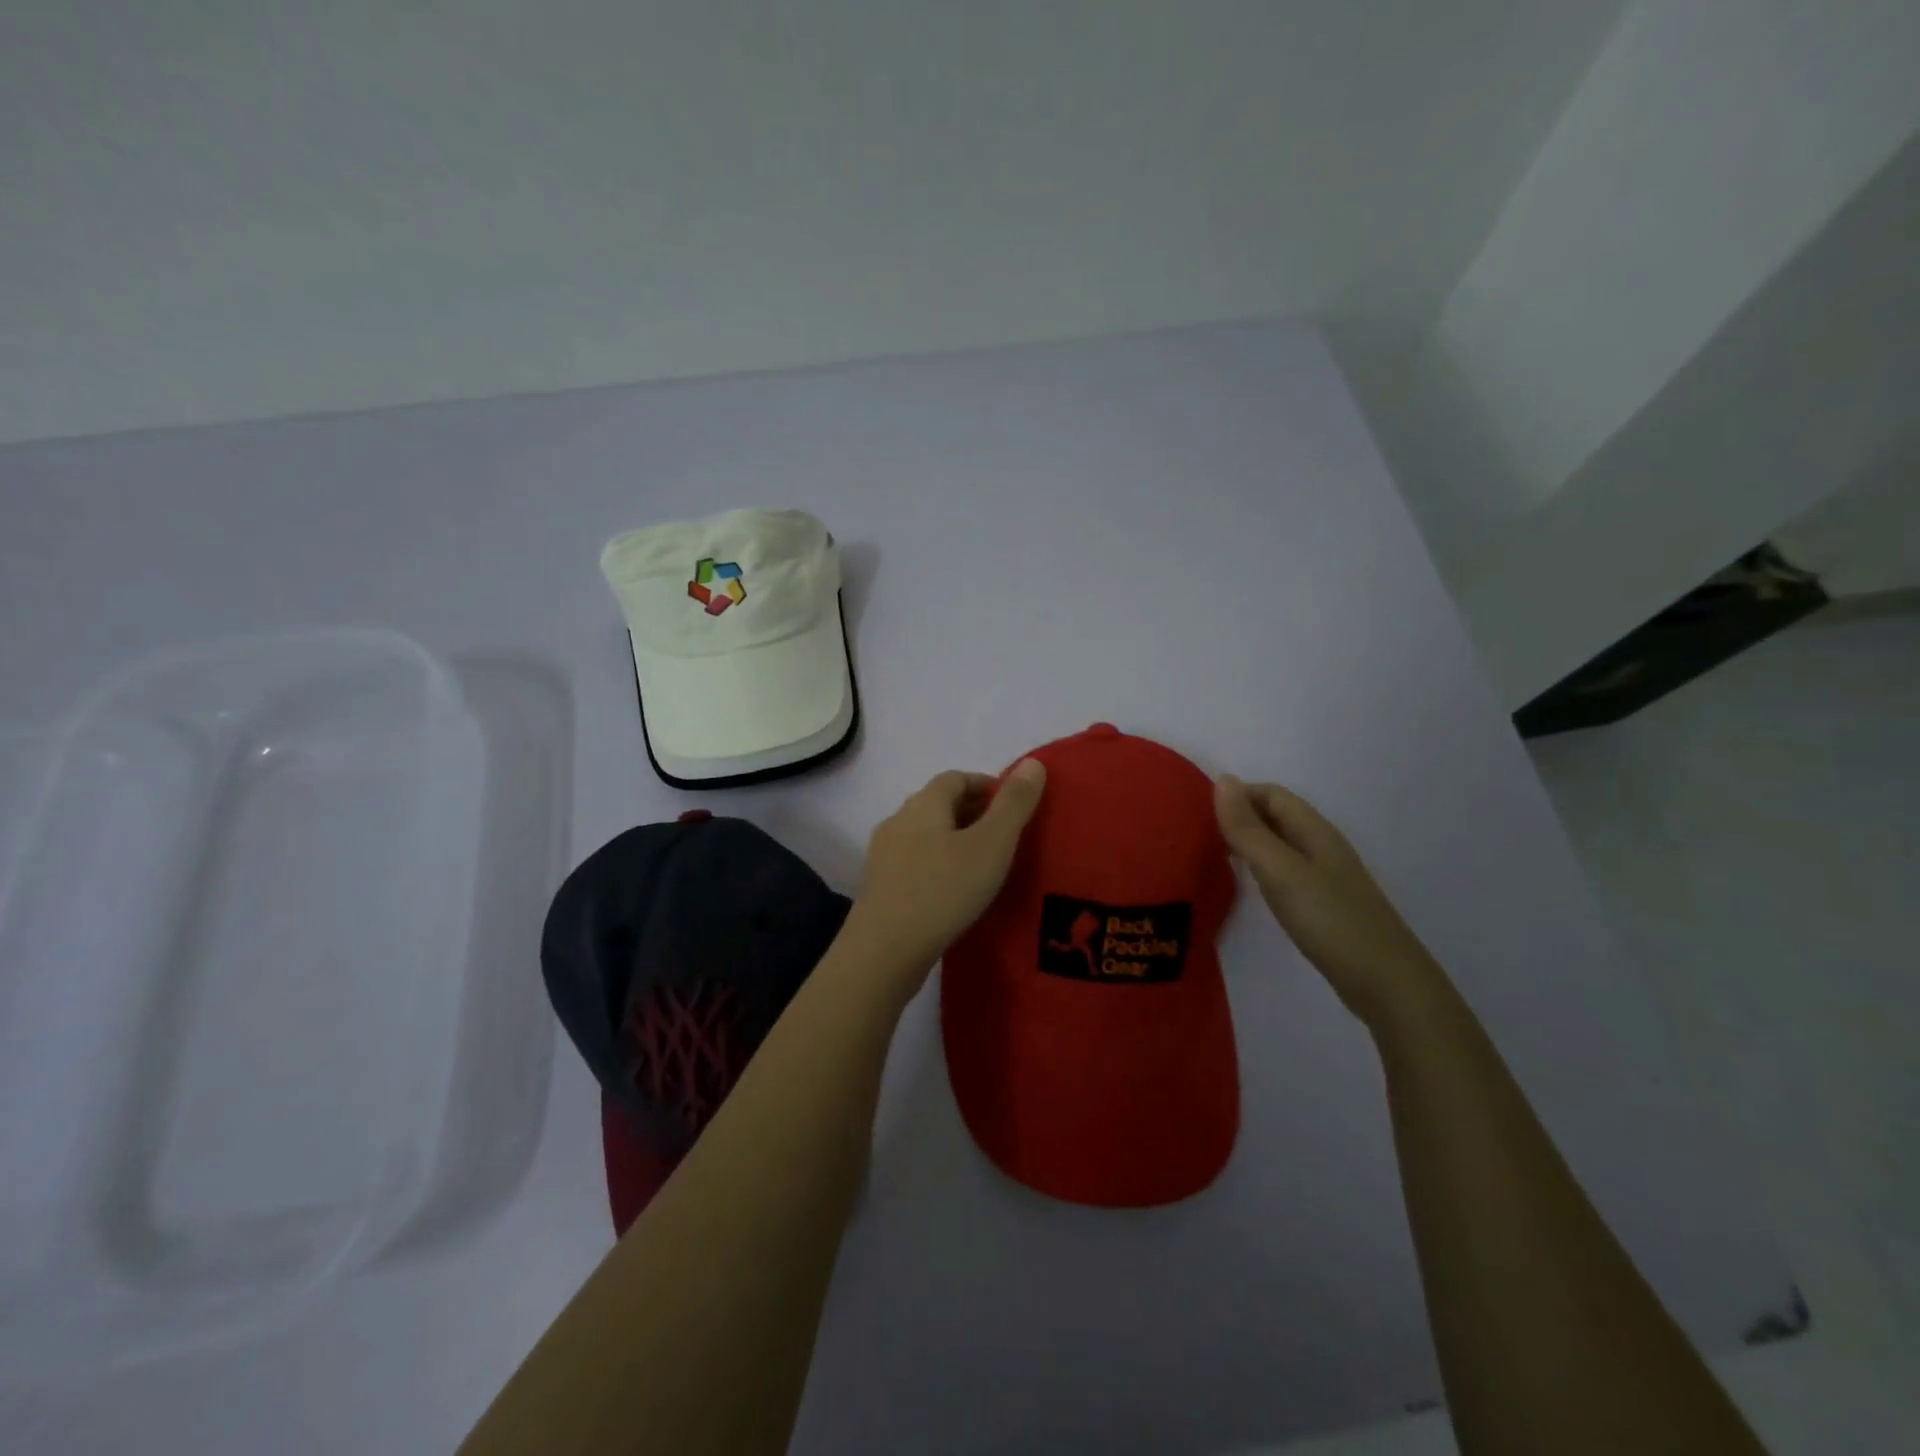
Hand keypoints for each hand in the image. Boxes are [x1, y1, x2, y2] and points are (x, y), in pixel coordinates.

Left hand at [847, 760, 1047, 977]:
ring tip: (985, 867)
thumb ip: (1014, 804)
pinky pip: (916, 865)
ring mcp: (884, 856)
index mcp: (923, 804)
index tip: (1015, 807)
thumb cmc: (943, 890)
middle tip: (1007, 838)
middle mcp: (898, 821)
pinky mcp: (880, 888)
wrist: (884, 952)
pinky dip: (940, 867)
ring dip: (955, 842)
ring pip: (926, 837)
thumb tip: (1033, 762)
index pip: (956, 778)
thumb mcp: (992, 844)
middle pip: (939, 805)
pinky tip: (956, 893)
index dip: (987, 785)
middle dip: (973, 813)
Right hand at [1214, 775, 1447, 1028]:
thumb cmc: (1329, 920)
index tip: (1198, 814)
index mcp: (1314, 830)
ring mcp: (1327, 877)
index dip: (1236, 796)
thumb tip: (1223, 780)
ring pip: (1281, 845)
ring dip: (1249, 843)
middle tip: (1198, 836)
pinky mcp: (1326, 905)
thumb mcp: (1280, 871)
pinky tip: (1250, 887)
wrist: (1386, 984)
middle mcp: (1322, 846)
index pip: (1271, 794)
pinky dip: (1262, 869)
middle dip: (1239, 817)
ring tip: (1213, 857)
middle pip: (1277, 816)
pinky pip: (1287, 871)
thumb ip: (1248, 829)